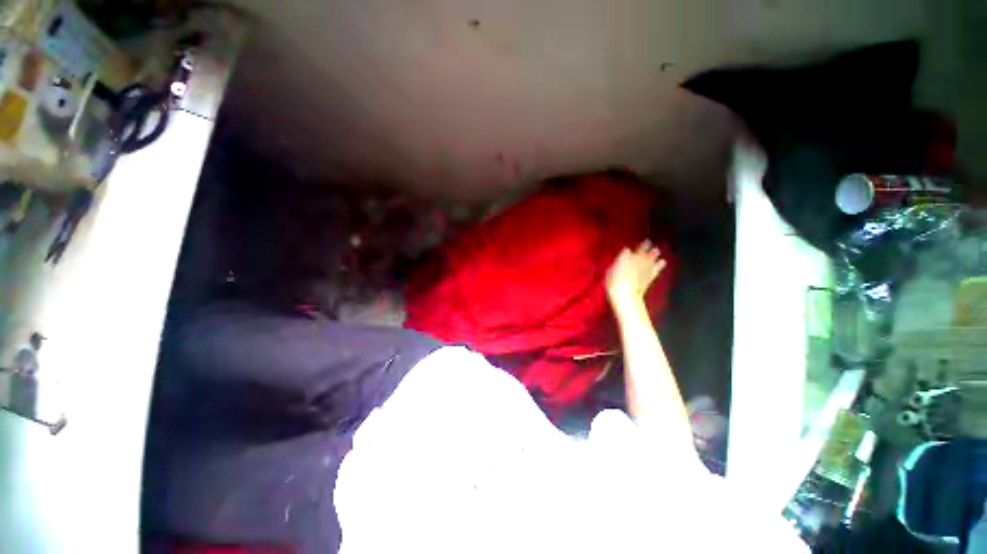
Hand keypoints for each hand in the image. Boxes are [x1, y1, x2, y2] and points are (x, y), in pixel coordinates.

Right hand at [606, 241, 665, 312]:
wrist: (626, 295)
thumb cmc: (613, 284)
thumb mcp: (609, 273)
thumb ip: (616, 264)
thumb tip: (620, 260)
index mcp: (623, 258)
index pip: (626, 250)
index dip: (626, 251)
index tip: (626, 251)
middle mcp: (636, 259)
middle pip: (641, 249)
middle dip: (644, 245)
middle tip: (647, 241)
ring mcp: (645, 266)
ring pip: (652, 256)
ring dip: (654, 253)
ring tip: (656, 250)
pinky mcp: (651, 275)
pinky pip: (658, 267)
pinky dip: (660, 264)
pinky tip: (663, 261)